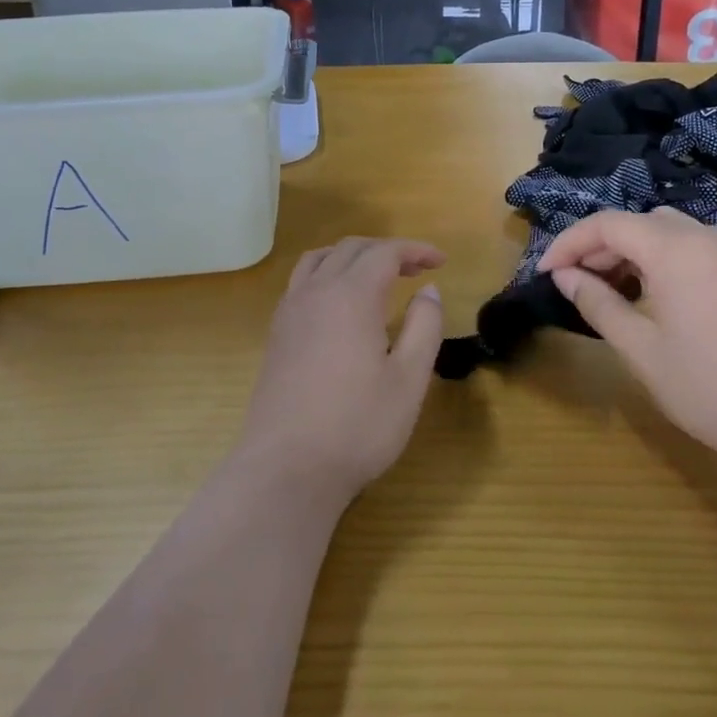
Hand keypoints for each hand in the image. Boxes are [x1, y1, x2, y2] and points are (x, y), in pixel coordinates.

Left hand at [239, 237, 445, 502]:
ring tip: (375, 276)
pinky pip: (301, 281)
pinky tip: (338, 304)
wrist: (287, 468)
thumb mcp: (409, 380)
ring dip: (351, 257)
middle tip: (415, 270)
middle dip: (386, 250)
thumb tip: (429, 290)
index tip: (441, 261)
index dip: (415, 250)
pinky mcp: (276, 333)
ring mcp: (290, 311)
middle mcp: (316, 292)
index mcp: (351, 296)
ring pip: (319, 259)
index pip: (385, 252)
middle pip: (350, 249)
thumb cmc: (357, 426)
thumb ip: (424, 326)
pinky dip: (326, 273)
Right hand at [536, 209, 716, 461]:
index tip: (545, 272)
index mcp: (675, 249)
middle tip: (573, 283)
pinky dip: (662, 257)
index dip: (569, 242)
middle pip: (637, 222)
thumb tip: (564, 276)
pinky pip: (694, 245)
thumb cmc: (709, 386)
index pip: (607, 224)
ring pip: (667, 230)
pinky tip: (654, 293)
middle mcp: (706, 235)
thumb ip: (597, 303)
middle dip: (598, 246)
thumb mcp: (640, 348)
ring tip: (609, 288)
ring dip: (631, 250)